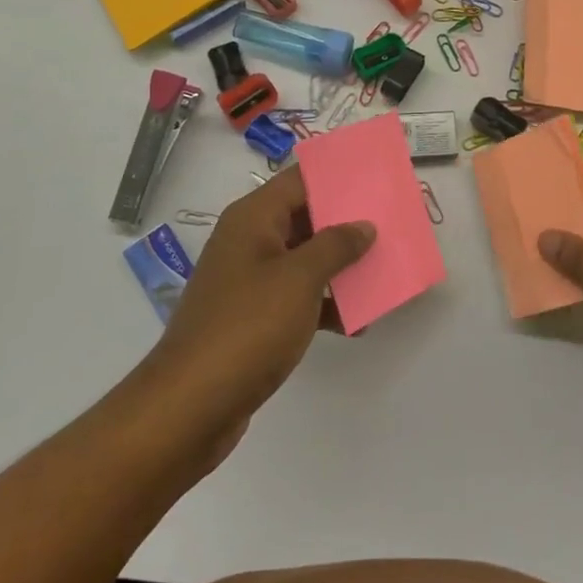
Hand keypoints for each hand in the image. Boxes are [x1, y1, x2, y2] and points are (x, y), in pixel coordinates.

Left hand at [139, 166, 371, 453]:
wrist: (190, 406)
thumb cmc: (247, 327)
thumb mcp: (299, 278)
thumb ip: (336, 245)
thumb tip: (363, 225)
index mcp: (253, 219)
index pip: (300, 180)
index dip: (338, 176)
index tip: (377, 178)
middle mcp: (249, 242)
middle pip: (305, 217)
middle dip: (347, 222)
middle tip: (391, 223)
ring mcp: (250, 281)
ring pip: (305, 259)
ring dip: (341, 266)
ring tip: (384, 269)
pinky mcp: (254, 318)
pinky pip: (298, 297)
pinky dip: (325, 304)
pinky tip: (358, 322)